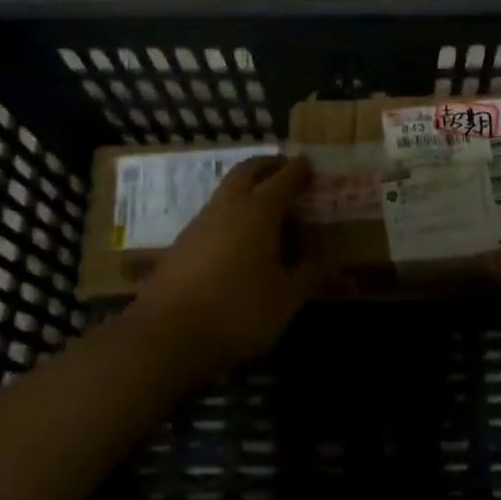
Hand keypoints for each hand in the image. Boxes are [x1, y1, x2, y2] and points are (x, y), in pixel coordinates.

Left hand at [133, 154, 321, 374]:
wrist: (166, 335)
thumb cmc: (237, 311)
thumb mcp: (286, 298)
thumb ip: (310, 274)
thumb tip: (334, 257)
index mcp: (259, 211)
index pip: (283, 179)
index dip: (299, 171)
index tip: (310, 164)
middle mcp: (228, 206)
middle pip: (247, 171)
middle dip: (267, 165)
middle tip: (284, 168)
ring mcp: (200, 223)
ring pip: (226, 190)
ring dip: (246, 186)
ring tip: (265, 202)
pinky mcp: (181, 244)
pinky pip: (213, 213)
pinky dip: (231, 211)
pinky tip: (238, 236)